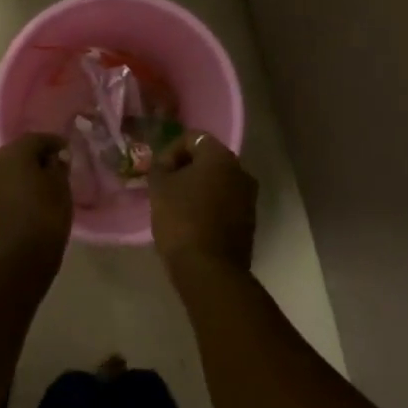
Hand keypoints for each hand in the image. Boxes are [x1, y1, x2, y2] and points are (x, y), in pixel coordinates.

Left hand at [0, 133, 73, 274]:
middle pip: (16, 154)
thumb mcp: (61, 193)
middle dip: (34, 159)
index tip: (67, 151)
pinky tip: (21, 207)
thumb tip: (53, 159)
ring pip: (3, 174)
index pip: (37, 139)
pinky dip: (8, 194)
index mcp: (13, 154)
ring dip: (19, 177)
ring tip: (37, 191)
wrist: (8, 269)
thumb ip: (58, 169)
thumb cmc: (42, 224)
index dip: (54, 143)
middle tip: (53, 171)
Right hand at [150, 132, 256, 274]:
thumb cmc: (182, 220)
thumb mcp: (159, 188)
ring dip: (198, 188)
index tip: (158, 173)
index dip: (170, 151)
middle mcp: (241, 170)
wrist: (209, 269)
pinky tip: (192, 222)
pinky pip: (225, 202)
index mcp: (220, 156)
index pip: (192, 138)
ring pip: (218, 182)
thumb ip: (160, 167)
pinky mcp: (249, 220)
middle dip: (185, 169)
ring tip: (177, 206)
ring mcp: (248, 197)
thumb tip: (164, 164)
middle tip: (165, 187)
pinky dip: (209, 206)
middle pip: (208, 159)